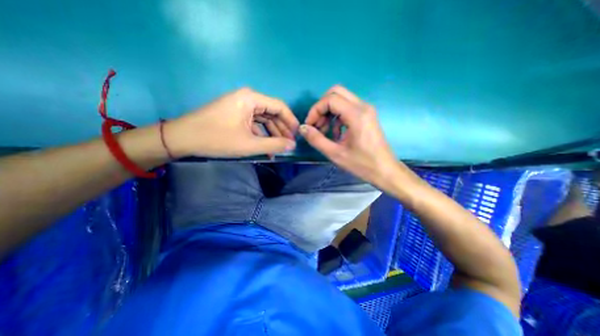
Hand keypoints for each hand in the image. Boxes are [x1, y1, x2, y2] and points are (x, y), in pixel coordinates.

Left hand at [164, 88, 298, 157]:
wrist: (182, 138)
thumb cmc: (216, 139)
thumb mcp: (249, 144)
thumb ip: (274, 144)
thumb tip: (292, 145)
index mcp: (251, 99)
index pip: (279, 107)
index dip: (291, 121)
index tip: (297, 135)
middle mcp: (248, 98)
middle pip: (272, 113)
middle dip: (282, 129)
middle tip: (289, 144)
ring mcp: (241, 106)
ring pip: (264, 119)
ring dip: (272, 134)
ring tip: (279, 149)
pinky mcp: (236, 114)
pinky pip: (254, 123)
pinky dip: (261, 134)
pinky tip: (266, 147)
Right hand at [300, 85, 401, 186]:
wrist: (385, 171)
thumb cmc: (362, 165)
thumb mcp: (335, 154)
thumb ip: (316, 139)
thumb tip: (303, 128)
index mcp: (357, 115)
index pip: (330, 99)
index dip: (315, 110)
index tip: (309, 125)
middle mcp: (363, 107)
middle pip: (336, 93)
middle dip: (322, 107)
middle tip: (317, 125)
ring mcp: (367, 110)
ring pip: (342, 99)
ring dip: (329, 113)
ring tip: (324, 132)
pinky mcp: (367, 116)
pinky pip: (348, 108)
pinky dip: (337, 117)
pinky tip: (336, 134)